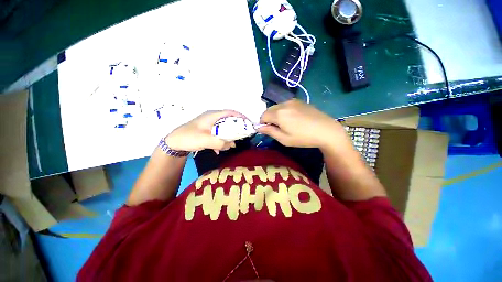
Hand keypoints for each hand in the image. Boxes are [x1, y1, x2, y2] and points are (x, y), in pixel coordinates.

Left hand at [165, 110, 245, 152]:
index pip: (230, 112)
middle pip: (228, 120)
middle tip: (242, 134)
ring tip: (233, 144)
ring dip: (228, 135)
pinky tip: (219, 149)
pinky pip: (218, 134)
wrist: (173, 143)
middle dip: (236, 127)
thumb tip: (232, 145)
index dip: (240, 116)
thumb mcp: (205, 140)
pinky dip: (221, 140)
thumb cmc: (189, 138)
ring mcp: (209, 125)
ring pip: (223, 128)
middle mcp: (212, 118)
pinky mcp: (207, 131)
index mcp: (212, 116)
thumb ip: (220, 143)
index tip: (248, 122)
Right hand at [257, 99, 349, 149]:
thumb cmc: (303, 138)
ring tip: (286, 124)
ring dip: (276, 114)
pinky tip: (293, 119)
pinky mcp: (300, 101)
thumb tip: (258, 127)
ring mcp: (292, 101)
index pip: (263, 116)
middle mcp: (284, 104)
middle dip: (269, 119)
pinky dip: (284, 111)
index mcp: (279, 113)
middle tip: (277, 128)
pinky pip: (285, 105)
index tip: (269, 130)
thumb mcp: (284, 139)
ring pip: (277, 107)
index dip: (263, 124)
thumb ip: (269, 132)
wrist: (326, 130)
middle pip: (269, 110)